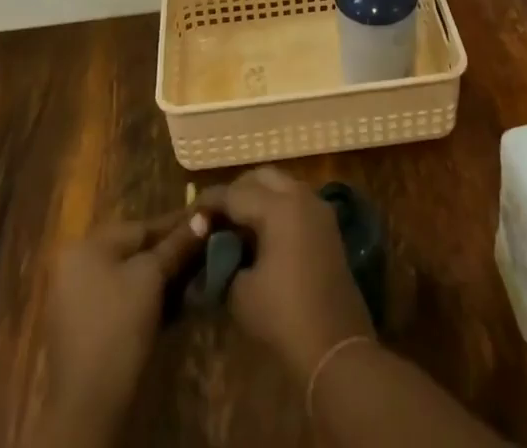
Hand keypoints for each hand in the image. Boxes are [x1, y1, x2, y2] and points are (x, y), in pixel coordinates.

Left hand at [34, 211, 207, 447]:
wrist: (88, 406)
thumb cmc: (118, 326)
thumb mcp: (151, 278)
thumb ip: (176, 245)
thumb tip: (203, 216)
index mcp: (85, 246)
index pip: (140, 227)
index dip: (176, 225)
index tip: (206, 220)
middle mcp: (76, 266)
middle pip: (134, 252)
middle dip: (170, 253)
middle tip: (203, 252)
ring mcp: (77, 300)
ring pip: (129, 278)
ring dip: (161, 279)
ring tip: (195, 278)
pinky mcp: (86, 330)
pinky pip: (121, 301)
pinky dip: (146, 300)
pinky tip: (175, 306)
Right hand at [200, 167, 374, 382]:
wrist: (335, 348)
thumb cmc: (283, 317)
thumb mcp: (240, 293)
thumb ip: (224, 260)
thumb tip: (217, 249)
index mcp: (278, 207)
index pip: (234, 193)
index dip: (209, 202)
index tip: (191, 213)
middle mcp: (300, 196)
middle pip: (261, 177)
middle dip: (236, 191)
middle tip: (216, 216)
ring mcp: (318, 209)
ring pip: (281, 185)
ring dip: (258, 196)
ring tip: (237, 224)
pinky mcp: (328, 226)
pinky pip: (296, 201)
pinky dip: (276, 207)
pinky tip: (262, 234)